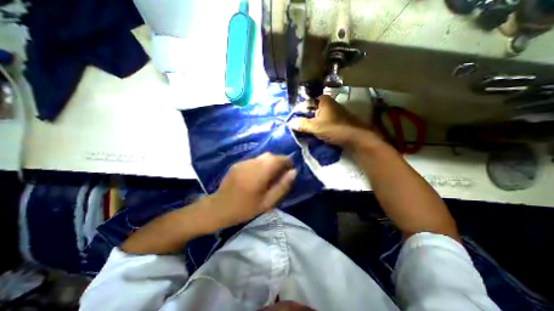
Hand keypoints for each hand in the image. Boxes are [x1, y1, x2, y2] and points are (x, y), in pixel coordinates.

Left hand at [205, 153, 295, 228]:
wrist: (218, 208)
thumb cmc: (244, 209)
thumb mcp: (267, 203)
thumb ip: (282, 187)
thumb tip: (293, 172)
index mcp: (259, 174)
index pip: (278, 159)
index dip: (287, 162)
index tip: (290, 170)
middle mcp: (251, 164)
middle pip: (270, 155)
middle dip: (279, 161)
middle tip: (280, 174)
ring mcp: (243, 162)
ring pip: (262, 157)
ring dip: (270, 162)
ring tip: (270, 175)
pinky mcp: (238, 163)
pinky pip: (254, 160)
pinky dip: (261, 164)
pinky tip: (257, 175)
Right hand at [289, 94, 379, 149]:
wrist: (355, 138)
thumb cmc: (335, 129)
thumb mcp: (316, 127)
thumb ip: (302, 124)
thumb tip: (290, 123)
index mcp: (323, 100)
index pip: (305, 103)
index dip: (297, 112)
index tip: (291, 121)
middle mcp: (328, 103)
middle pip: (310, 110)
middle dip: (303, 119)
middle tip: (296, 128)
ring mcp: (332, 112)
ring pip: (316, 117)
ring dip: (309, 124)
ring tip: (302, 132)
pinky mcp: (335, 120)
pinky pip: (321, 122)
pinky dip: (316, 127)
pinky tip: (312, 133)